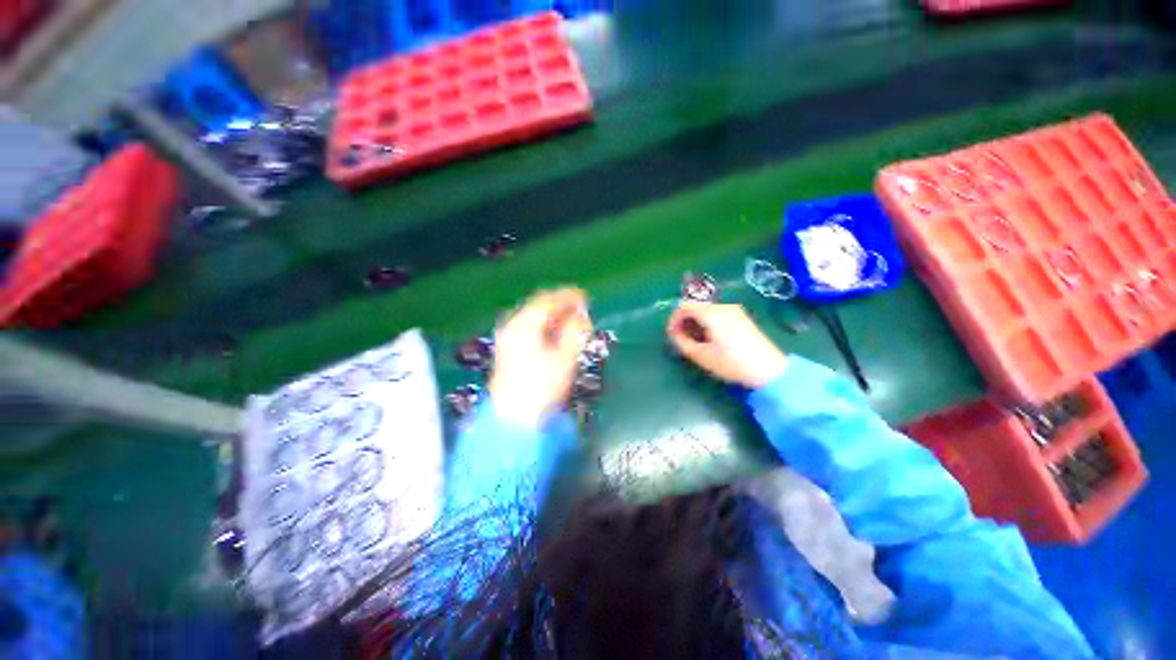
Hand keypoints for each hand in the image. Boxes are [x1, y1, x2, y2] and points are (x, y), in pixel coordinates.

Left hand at [489, 288, 591, 426]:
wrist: (515, 417)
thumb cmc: (543, 386)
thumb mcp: (565, 356)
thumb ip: (575, 330)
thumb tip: (581, 314)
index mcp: (524, 324)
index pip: (548, 301)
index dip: (569, 297)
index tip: (585, 298)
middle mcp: (512, 325)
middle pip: (539, 306)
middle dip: (561, 306)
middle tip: (581, 310)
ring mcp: (508, 337)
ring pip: (535, 317)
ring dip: (554, 317)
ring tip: (573, 322)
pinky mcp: (508, 348)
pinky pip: (530, 328)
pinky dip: (545, 327)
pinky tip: (557, 333)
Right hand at [666, 301, 787, 388]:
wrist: (769, 370)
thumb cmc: (731, 363)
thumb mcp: (701, 356)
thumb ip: (682, 342)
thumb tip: (674, 333)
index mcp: (711, 313)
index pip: (684, 306)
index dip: (673, 319)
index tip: (671, 334)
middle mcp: (723, 306)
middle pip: (695, 306)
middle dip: (684, 320)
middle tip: (680, 338)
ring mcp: (734, 310)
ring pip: (706, 310)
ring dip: (695, 321)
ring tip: (694, 340)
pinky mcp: (741, 317)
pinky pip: (717, 313)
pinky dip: (707, 321)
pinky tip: (709, 337)